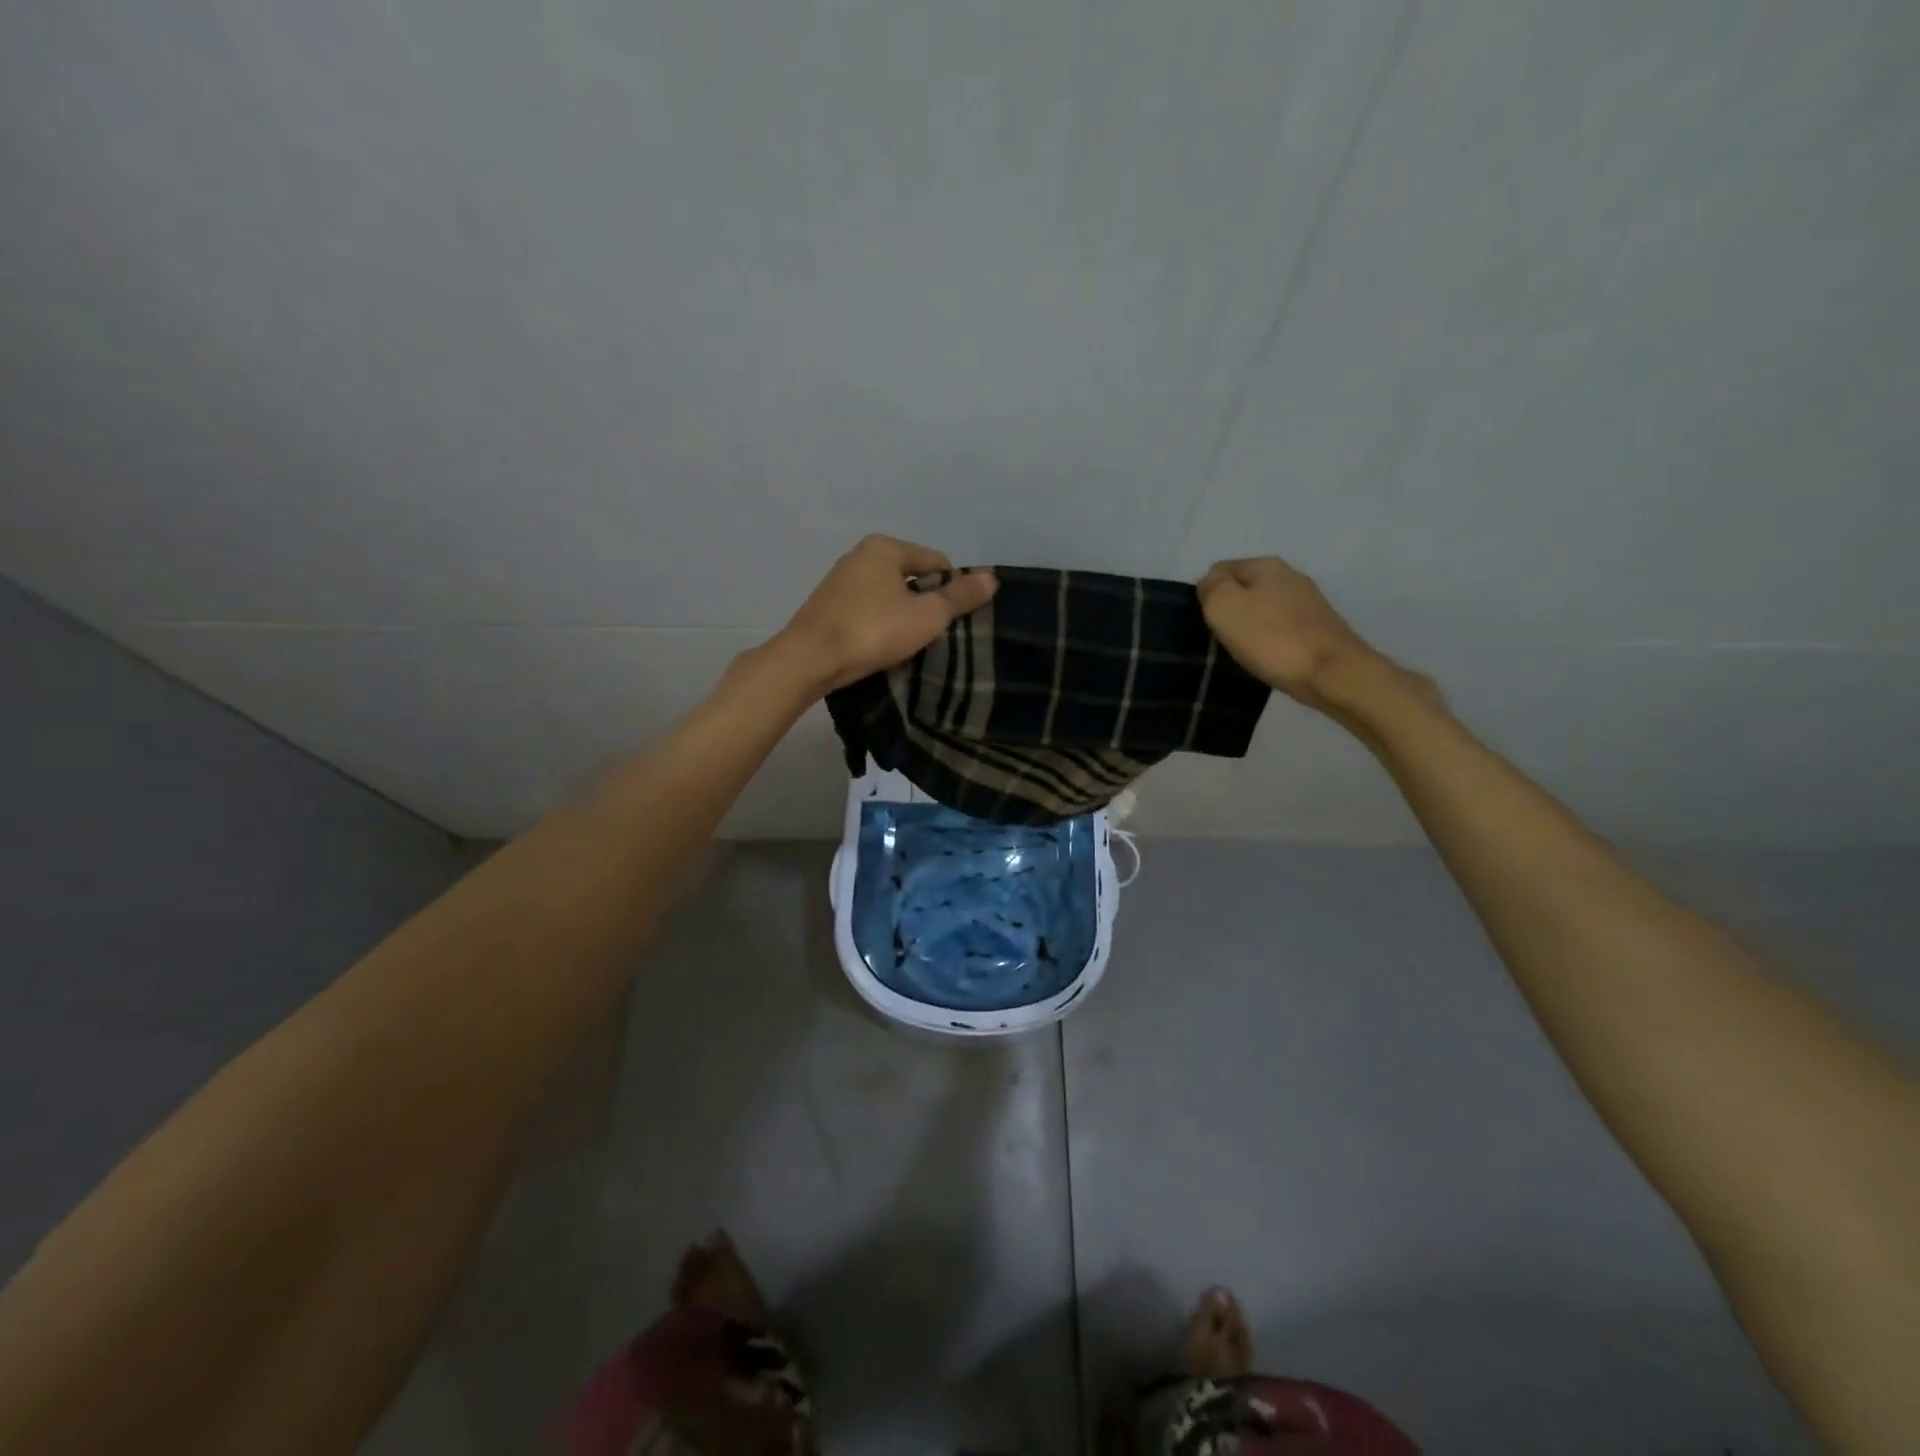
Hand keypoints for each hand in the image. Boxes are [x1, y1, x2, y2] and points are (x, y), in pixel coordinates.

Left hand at [771, 535, 997, 694]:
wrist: (809, 660)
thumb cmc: (874, 630)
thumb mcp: (927, 615)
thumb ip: (960, 597)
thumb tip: (992, 578)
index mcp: (884, 546)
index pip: (936, 562)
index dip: (952, 591)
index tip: (953, 622)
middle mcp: (859, 555)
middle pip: (911, 578)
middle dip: (926, 604)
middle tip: (934, 636)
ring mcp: (839, 581)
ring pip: (888, 596)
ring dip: (902, 617)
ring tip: (909, 645)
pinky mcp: (826, 607)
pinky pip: (867, 611)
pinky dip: (879, 625)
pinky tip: (882, 647)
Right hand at [1197, 556, 1378, 709]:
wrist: (1331, 673)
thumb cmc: (1270, 638)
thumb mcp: (1224, 606)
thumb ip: (1211, 588)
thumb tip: (1210, 584)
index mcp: (1265, 565)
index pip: (1220, 569)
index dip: (1207, 594)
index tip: (1207, 622)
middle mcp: (1290, 575)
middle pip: (1243, 588)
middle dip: (1229, 610)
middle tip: (1222, 638)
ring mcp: (1308, 602)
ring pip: (1262, 609)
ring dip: (1249, 626)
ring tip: (1244, 651)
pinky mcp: (1319, 628)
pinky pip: (1280, 628)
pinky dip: (1269, 640)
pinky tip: (1267, 657)